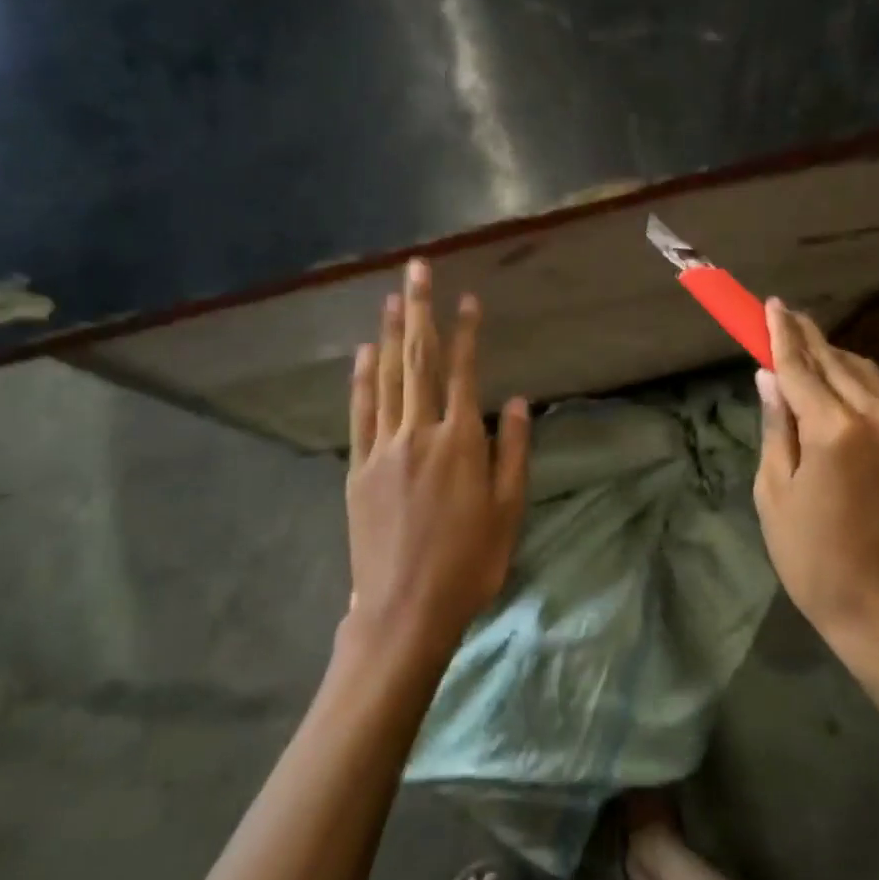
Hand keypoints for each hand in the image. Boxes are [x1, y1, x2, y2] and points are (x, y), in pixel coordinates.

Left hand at [345, 259, 530, 657]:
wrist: (404, 610)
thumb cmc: (468, 563)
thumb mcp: (508, 512)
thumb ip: (513, 452)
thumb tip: (519, 402)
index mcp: (461, 443)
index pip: (463, 373)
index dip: (466, 332)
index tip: (467, 299)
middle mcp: (419, 433)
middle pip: (419, 361)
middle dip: (421, 311)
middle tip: (417, 269)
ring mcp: (384, 449)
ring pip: (387, 378)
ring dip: (391, 335)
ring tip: (393, 298)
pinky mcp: (358, 468)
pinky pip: (360, 413)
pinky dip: (362, 379)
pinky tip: (364, 353)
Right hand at [753, 300, 878, 663]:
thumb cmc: (813, 558)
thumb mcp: (775, 493)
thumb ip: (776, 426)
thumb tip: (769, 376)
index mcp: (835, 431)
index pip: (801, 367)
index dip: (781, 335)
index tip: (771, 305)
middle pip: (838, 363)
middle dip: (809, 338)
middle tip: (786, 316)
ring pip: (870, 376)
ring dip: (837, 360)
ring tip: (810, 351)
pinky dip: (863, 387)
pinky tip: (845, 390)